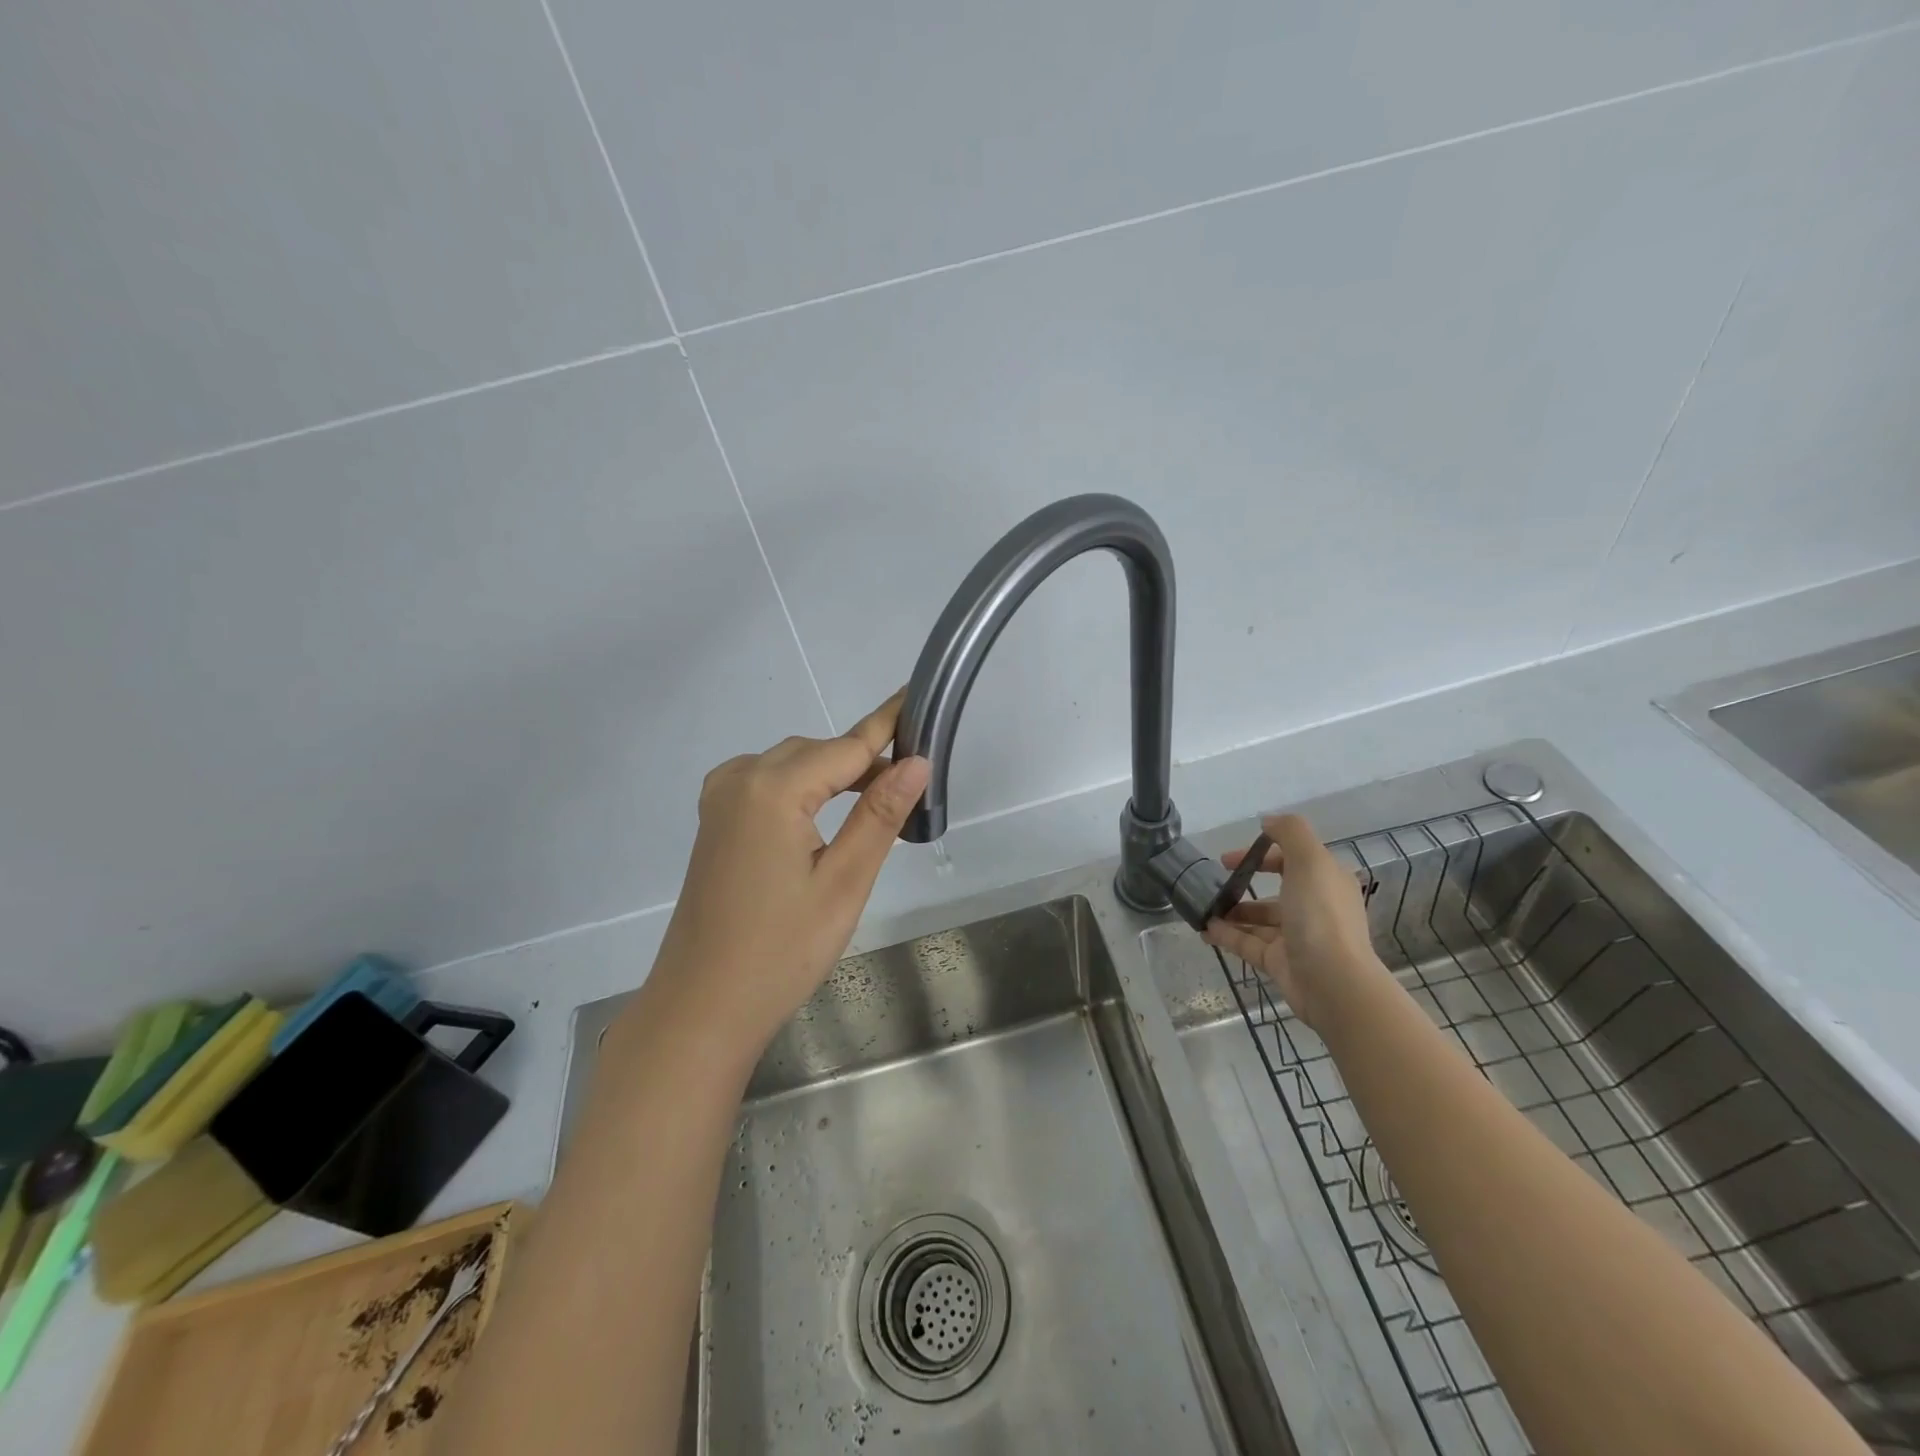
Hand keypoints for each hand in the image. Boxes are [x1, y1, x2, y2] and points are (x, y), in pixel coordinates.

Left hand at [638, 692, 930, 1055]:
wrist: (701, 1006)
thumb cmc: (780, 951)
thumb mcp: (843, 883)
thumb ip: (879, 815)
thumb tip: (918, 761)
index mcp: (772, 789)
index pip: (847, 746)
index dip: (888, 724)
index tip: (919, 696)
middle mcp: (740, 779)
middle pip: (818, 752)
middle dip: (865, 763)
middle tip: (912, 791)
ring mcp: (720, 799)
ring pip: (793, 765)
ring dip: (835, 776)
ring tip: (878, 805)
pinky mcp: (715, 820)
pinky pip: (768, 783)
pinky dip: (804, 788)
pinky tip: (824, 816)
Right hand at [1202, 813, 1381, 1029]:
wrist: (1333, 982)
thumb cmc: (1321, 915)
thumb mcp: (1310, 860)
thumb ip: (1290, 832)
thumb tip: (1268, 821)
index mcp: (1326, 882)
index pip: (1293, 859)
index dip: (1262, 852)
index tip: (1232, 855)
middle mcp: (1314, 907)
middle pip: (1276, 889)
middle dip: (1245, 882)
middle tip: (1216, 880)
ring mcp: (1297, 937)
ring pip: (1259, 919)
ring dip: (1233, 911)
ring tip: (1204, 907)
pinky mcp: (1280, 962)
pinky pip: (1248, 943)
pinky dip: (1227, 935)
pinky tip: (1205, 929)